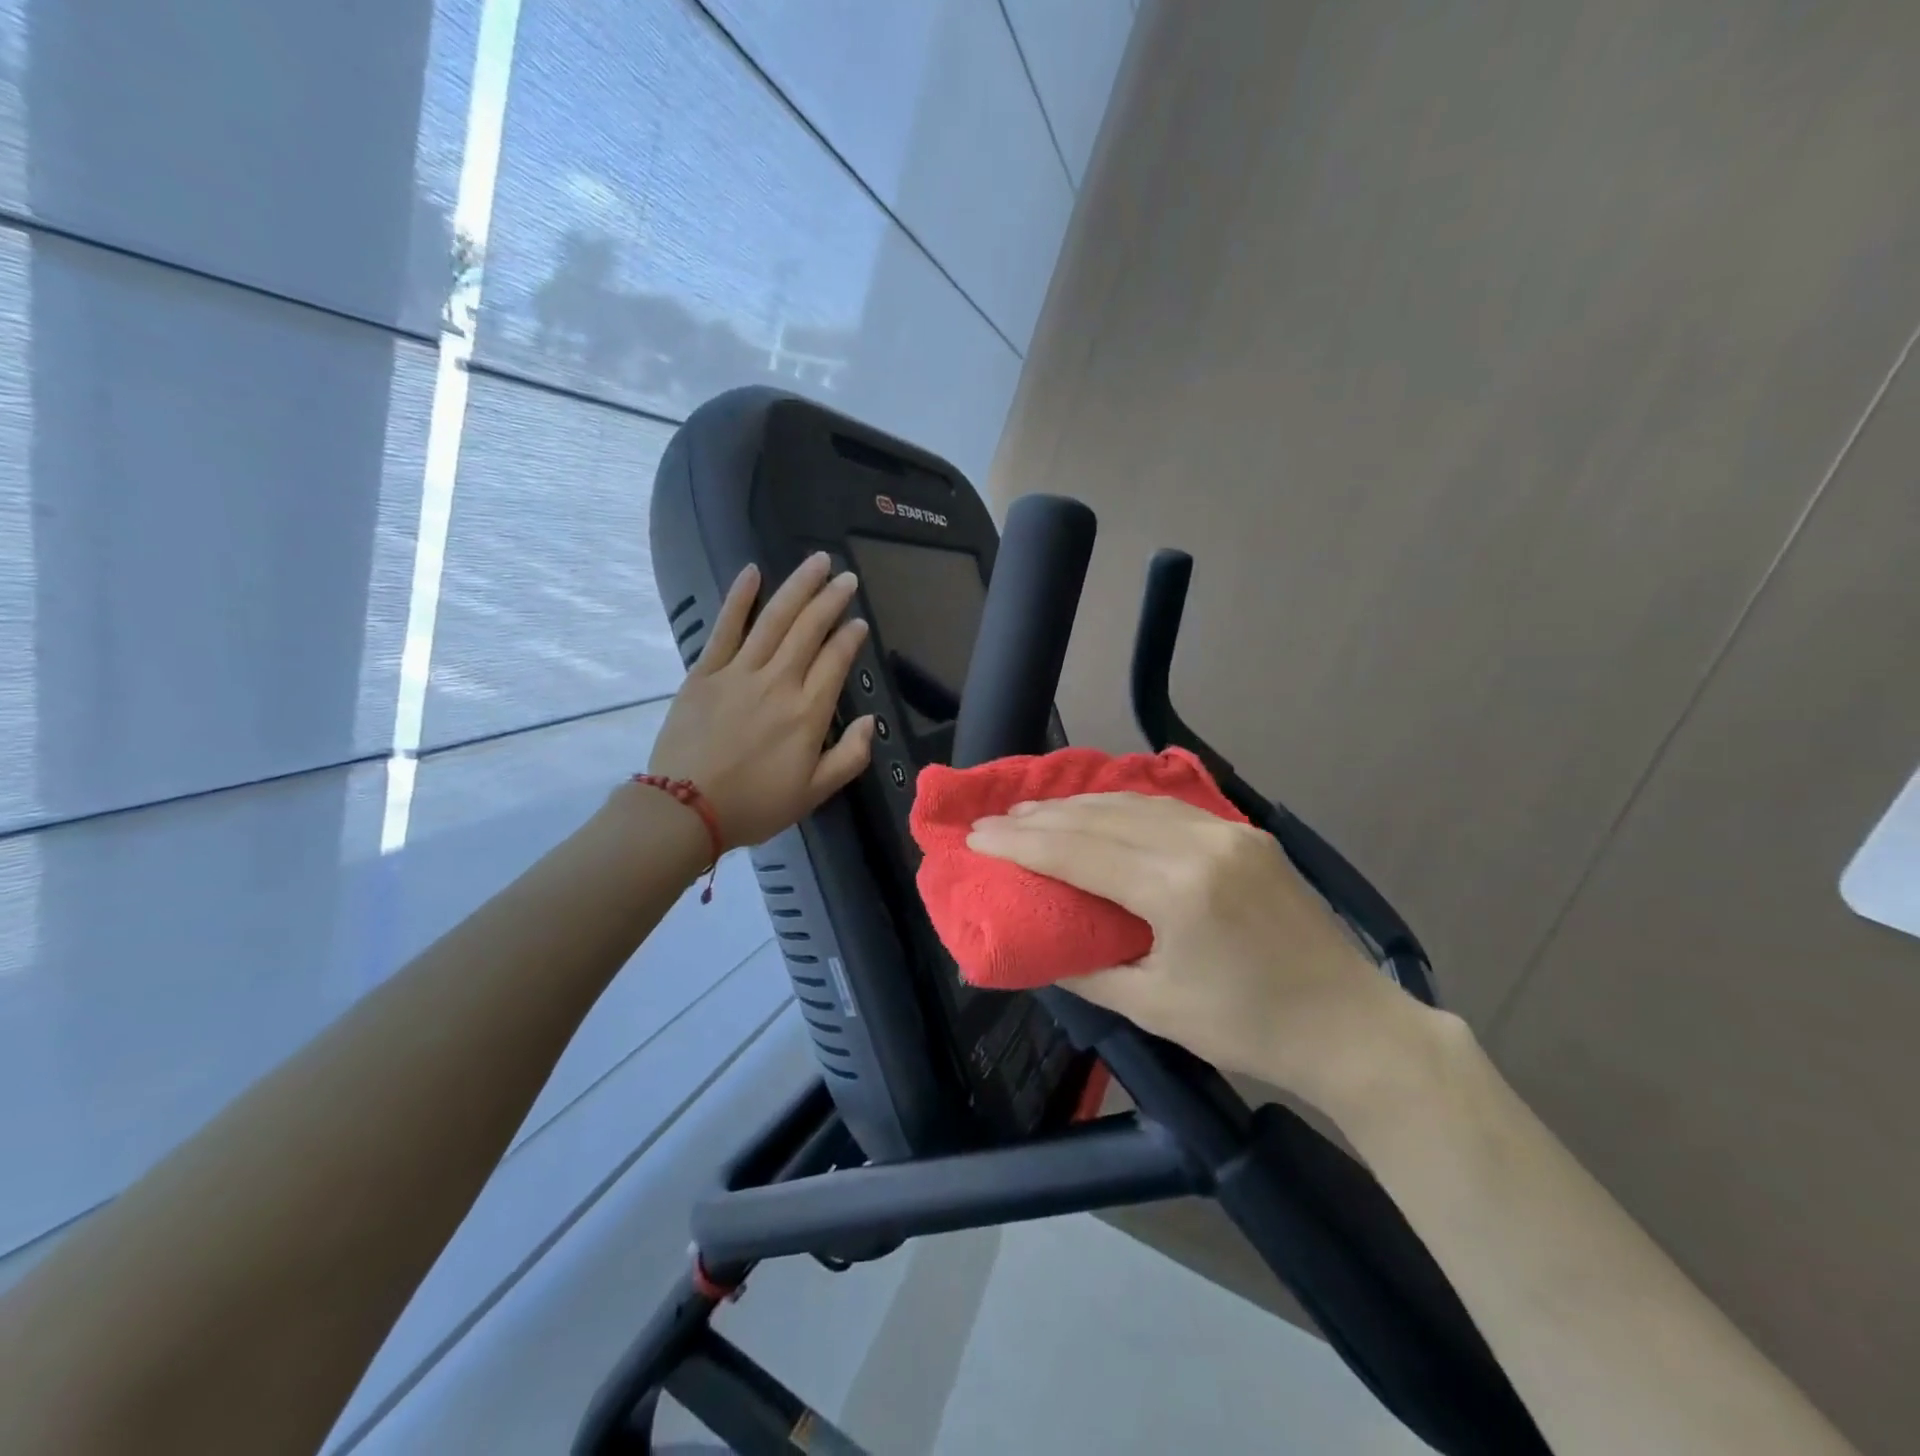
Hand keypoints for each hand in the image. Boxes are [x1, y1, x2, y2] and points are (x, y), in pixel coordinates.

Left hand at [648, 554, 874, 849]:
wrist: (686, 810)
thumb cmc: (755, 805)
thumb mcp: (814, 793)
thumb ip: (849, 757)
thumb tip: (869, 722)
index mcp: (808, 713)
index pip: (835, 661)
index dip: (850, 637)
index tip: (859, 622)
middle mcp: (778, 683)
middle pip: (809, 630)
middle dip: (831, 599)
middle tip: (846, 577)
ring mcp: (739, 673)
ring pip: (774, 620)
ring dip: (798, 587)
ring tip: (816, 561)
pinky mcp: (705, 673)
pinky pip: (725, 628)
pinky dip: (739, 598)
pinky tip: (752, 572)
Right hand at [967, 793, 1430, 1105]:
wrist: (1353, 1027)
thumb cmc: (1250, 1030)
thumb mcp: (1155, 1009)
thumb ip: (1089, 971)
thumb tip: (1040, 950)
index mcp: (1178, 890)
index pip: (1079, 852)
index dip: (1021, 843)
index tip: (976, 837)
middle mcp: (1202, 845)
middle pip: (1102, 817)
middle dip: (1041, 818)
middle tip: (996, 821)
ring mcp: (1230, 833)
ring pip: (1135, 804)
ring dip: (1079, 806)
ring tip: (1034, 812)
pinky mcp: (1248, 835)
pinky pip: (1169, 809)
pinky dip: (1123, 808)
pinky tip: (1099, 812)